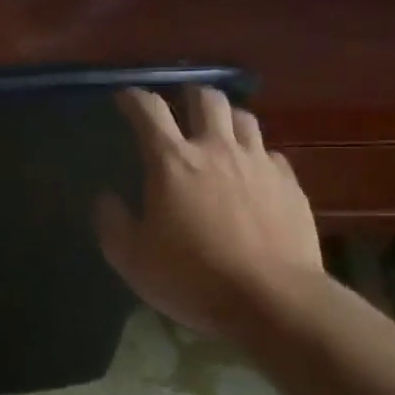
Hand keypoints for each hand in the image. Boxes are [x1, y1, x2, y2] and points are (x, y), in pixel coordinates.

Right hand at [96, 86, 323, 337]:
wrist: (273, 300)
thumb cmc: (192, 278)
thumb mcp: (131, 258)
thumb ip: (112, 222)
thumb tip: (106, 198)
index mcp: (172, 162)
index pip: (148, 110)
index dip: (133, 98)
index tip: (124, 98)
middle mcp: (216, 149)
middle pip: (206, 99)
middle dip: (188, 95)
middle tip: (179, 107)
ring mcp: (258, 163)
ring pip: (244, 118)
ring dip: (226, 118)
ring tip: (218, 132)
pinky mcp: (289, 184)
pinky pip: (270, 153)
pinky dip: (255, 154)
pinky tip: (251, 173)